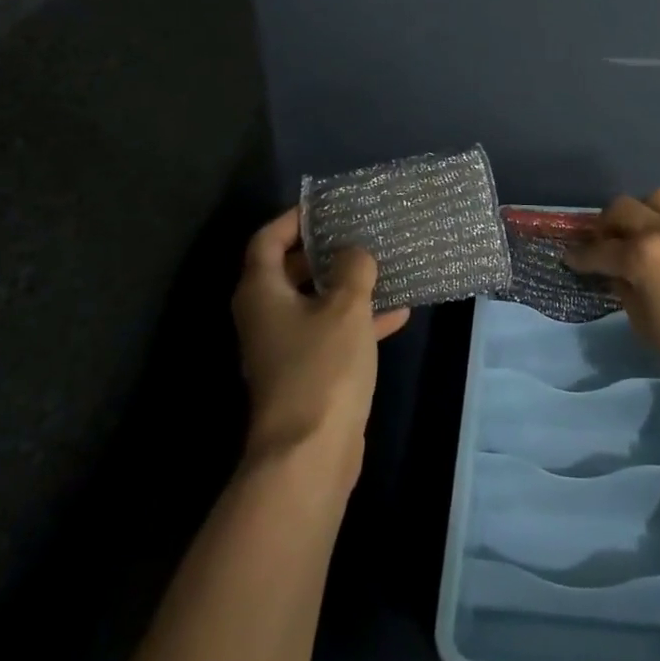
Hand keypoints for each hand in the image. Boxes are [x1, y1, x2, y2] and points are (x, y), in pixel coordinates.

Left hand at [231, 209, 410, 477]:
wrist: (310, 453)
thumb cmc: (323, 367)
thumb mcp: (345, 308)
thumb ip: (352, 269)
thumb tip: (353, 252)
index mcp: (261, 292)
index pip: (266, 239)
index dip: (292, 219)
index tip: (324, 207)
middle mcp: (264, 316)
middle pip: (289, 270)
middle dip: (324, 252)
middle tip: (357, 233)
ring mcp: (283, 347)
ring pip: (314, 303)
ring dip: (345, 287)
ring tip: (382, 267)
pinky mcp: (305, 373)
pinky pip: (329, 334)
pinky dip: (356, 322)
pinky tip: (397, 314)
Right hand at [566, 189, 659, 401]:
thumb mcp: (646, 327)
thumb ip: (626, 292)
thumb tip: (618, 275)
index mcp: (642, 257)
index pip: (599, 250)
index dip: (579, 256)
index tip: (569, 258)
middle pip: (624, 208)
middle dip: (606, 224)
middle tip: (603, 244)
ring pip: (657, 199)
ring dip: (641, 213)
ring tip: (639, 237)